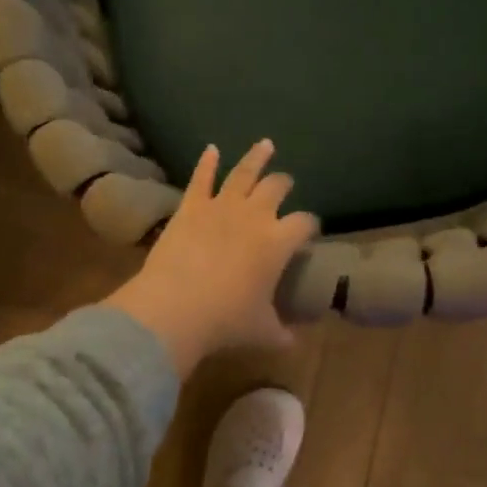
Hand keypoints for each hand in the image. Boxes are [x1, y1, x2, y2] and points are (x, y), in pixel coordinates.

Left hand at [101, 140, 318, 374]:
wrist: (177, 307)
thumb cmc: (226, 320)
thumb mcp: (262, 331)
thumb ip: (281, 332)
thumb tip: (293, 342)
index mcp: (279, 242)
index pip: (304, 223)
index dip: (309, 224)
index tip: (309, 229)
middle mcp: (255, 216)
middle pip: (276, 188)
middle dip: (284, 184)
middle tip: (286, 183)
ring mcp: (221, 206)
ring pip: (244, 173)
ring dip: (256, 158)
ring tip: (265, 144)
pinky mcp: (190, 207)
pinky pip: (201, 178)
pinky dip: (207, 162)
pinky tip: (211, 149)